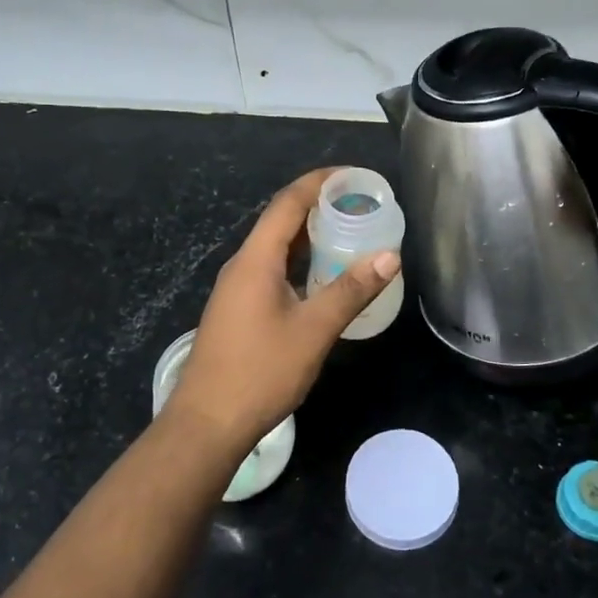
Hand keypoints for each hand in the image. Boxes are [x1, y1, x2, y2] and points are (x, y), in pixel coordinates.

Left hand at [164, 169, 400, 453]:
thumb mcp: (313, 330)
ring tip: (349, 233)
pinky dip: (300, 262)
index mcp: (256, 259)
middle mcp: (242, 265)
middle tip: (360, 205)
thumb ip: (351, 290)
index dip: (319, 182)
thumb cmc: (260, 372)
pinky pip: (272, 270)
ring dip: (310, 236)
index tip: (353, 175)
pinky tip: (322, 277)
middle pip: (281, 221)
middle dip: (319, 206)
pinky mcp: (238, 310)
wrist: (207, 423)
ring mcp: (237, 289)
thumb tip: (390, 255)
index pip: (288, 202)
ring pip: (276, 248)